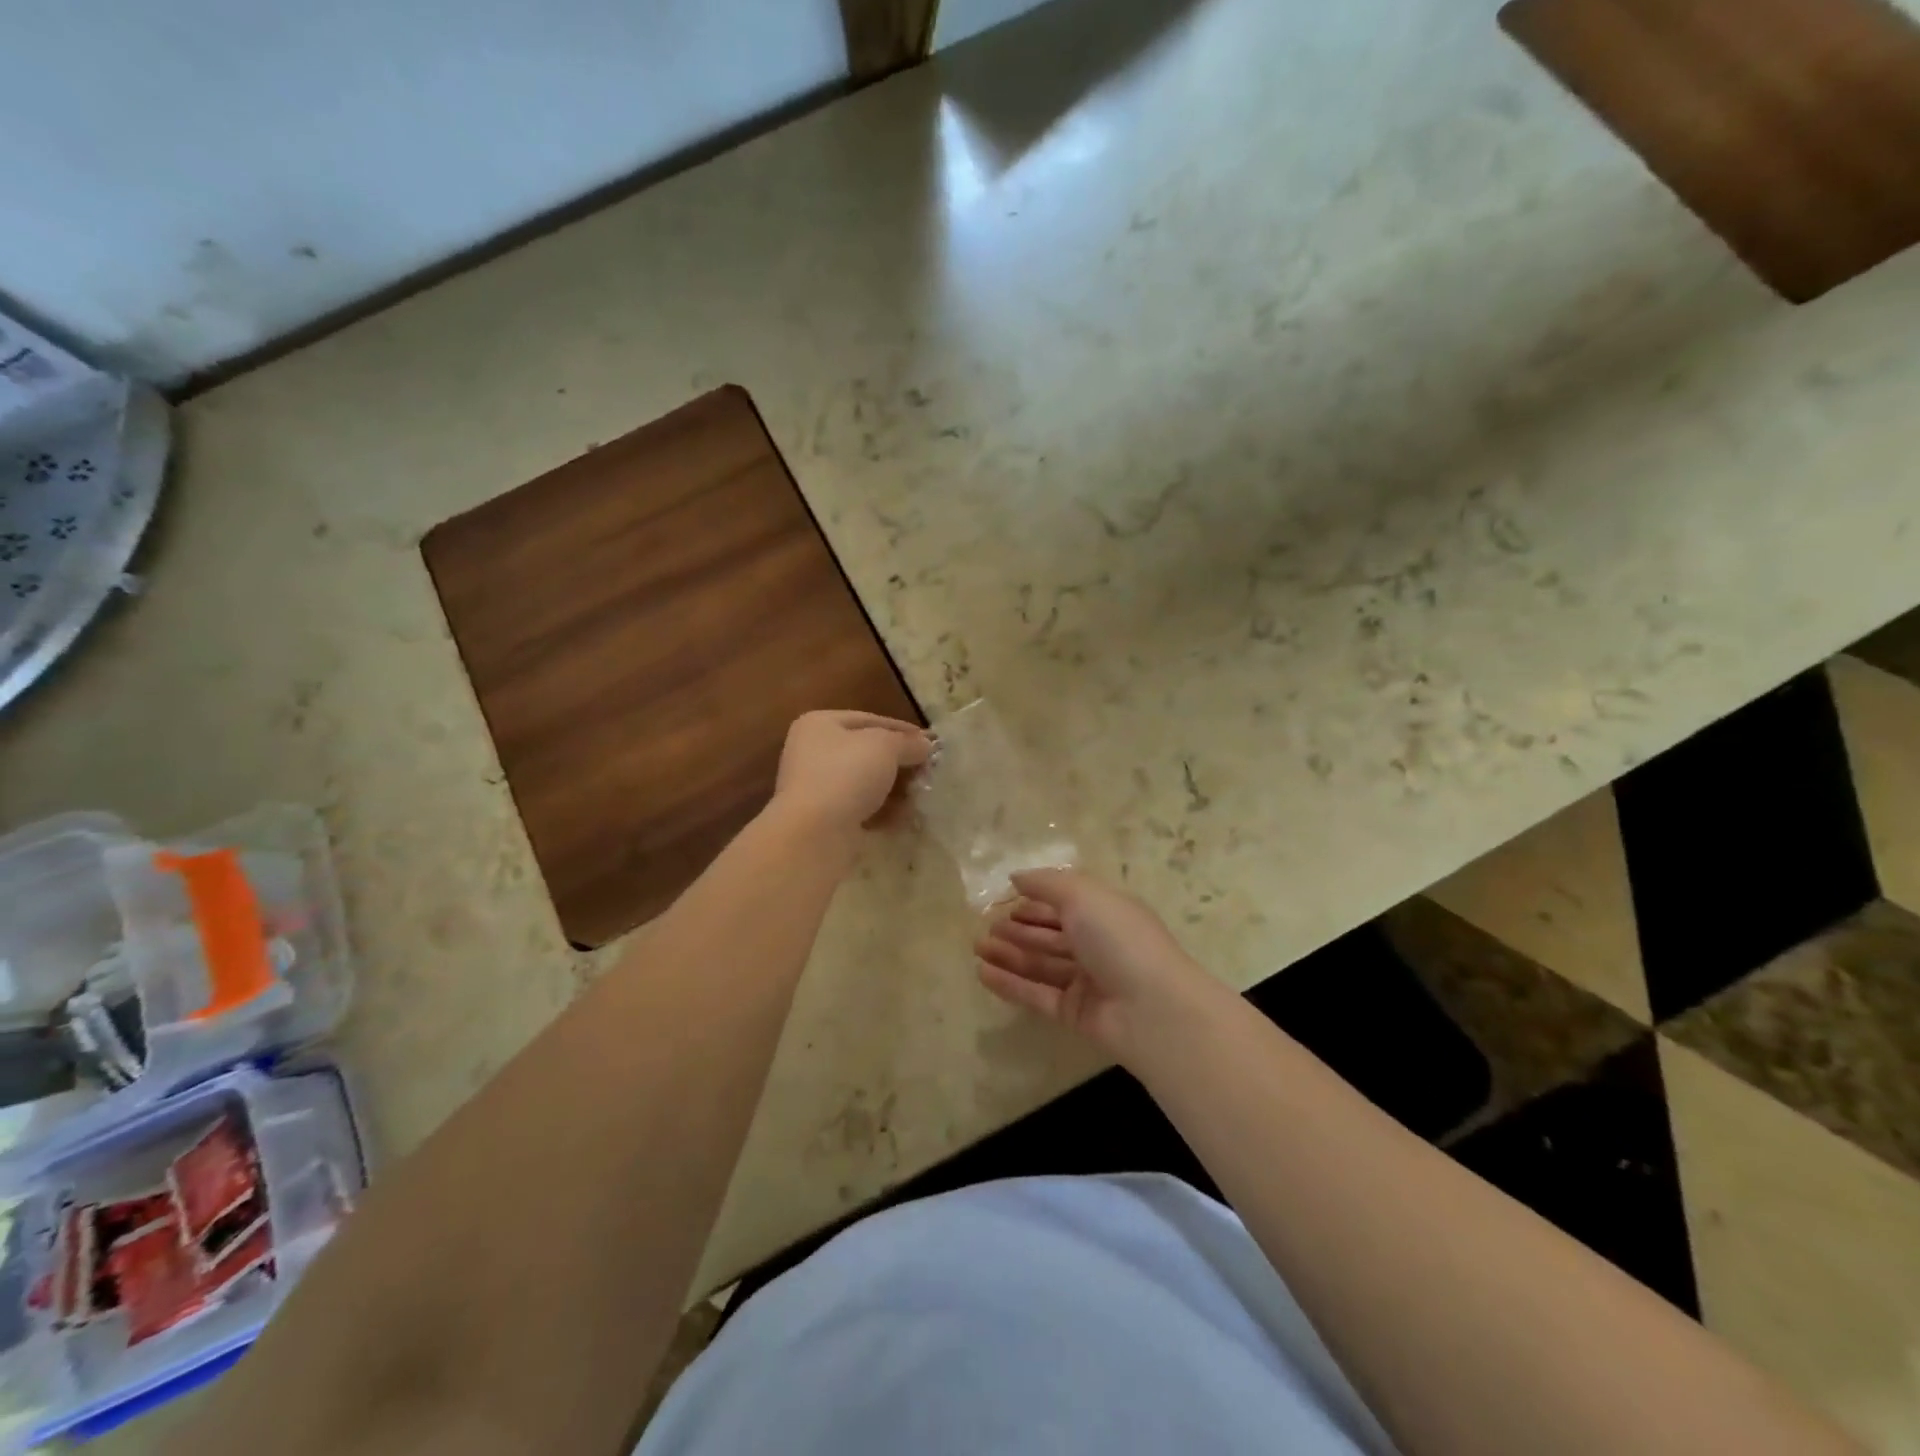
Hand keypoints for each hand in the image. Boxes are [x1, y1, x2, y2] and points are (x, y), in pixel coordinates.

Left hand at [771, 710, 933, 836]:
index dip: (901, 729)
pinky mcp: (824, 818)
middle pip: (867, 752)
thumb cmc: (847, 774)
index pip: (868, 720)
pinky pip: (860, 808)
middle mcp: (812, 752)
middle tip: (928, 771)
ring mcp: (816, 787)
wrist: (815, 832)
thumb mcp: (885, 747)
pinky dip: (882, 812)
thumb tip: (925, 745)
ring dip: (894, 789)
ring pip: (865, 782)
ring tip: (920, 795)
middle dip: (899, 762)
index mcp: (819, 724)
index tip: (929, 742)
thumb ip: (908, 742)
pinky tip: (904, 818)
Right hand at [975, 868, 1220, 1065]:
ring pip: (1041, 964)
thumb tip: (1017, 876)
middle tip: (985, 926)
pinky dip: (1011, 983)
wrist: (1151, 1009)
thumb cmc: (1118, 939)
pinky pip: (1037, 994)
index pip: (1066, 903)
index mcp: (1106, 912)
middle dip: (1018, 928)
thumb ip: (1046, 883)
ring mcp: (1087, 981)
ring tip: (977, 947)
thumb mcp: (1082, 895)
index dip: (1036, 900)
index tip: (1004, 899)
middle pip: (1052, 935)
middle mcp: (1098, 945)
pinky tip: (982, 973)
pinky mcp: (1075, 1013)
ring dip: (1009, 954)